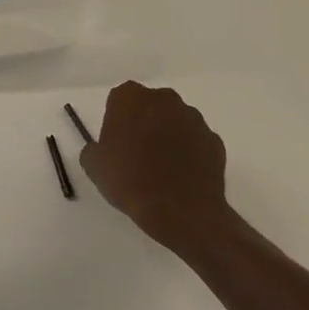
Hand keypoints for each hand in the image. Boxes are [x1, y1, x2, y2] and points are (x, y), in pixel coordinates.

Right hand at [80, 81, 229, 251]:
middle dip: (145, 122)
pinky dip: (189, 152)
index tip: (116, 141)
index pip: (120, 98)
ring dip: (169, 135)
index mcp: (131, 98)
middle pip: (150, 105)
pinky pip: (196, 141)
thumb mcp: (94, 167)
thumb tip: (100, 149)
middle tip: (136, 152)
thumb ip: (94, 149)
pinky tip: (181, 176)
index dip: (117, 119)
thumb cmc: (129, 181)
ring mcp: (193, 118)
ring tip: (162, 168)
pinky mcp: (214, 140)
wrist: (180, 211)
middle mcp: (164, 99)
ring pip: (176, 121)